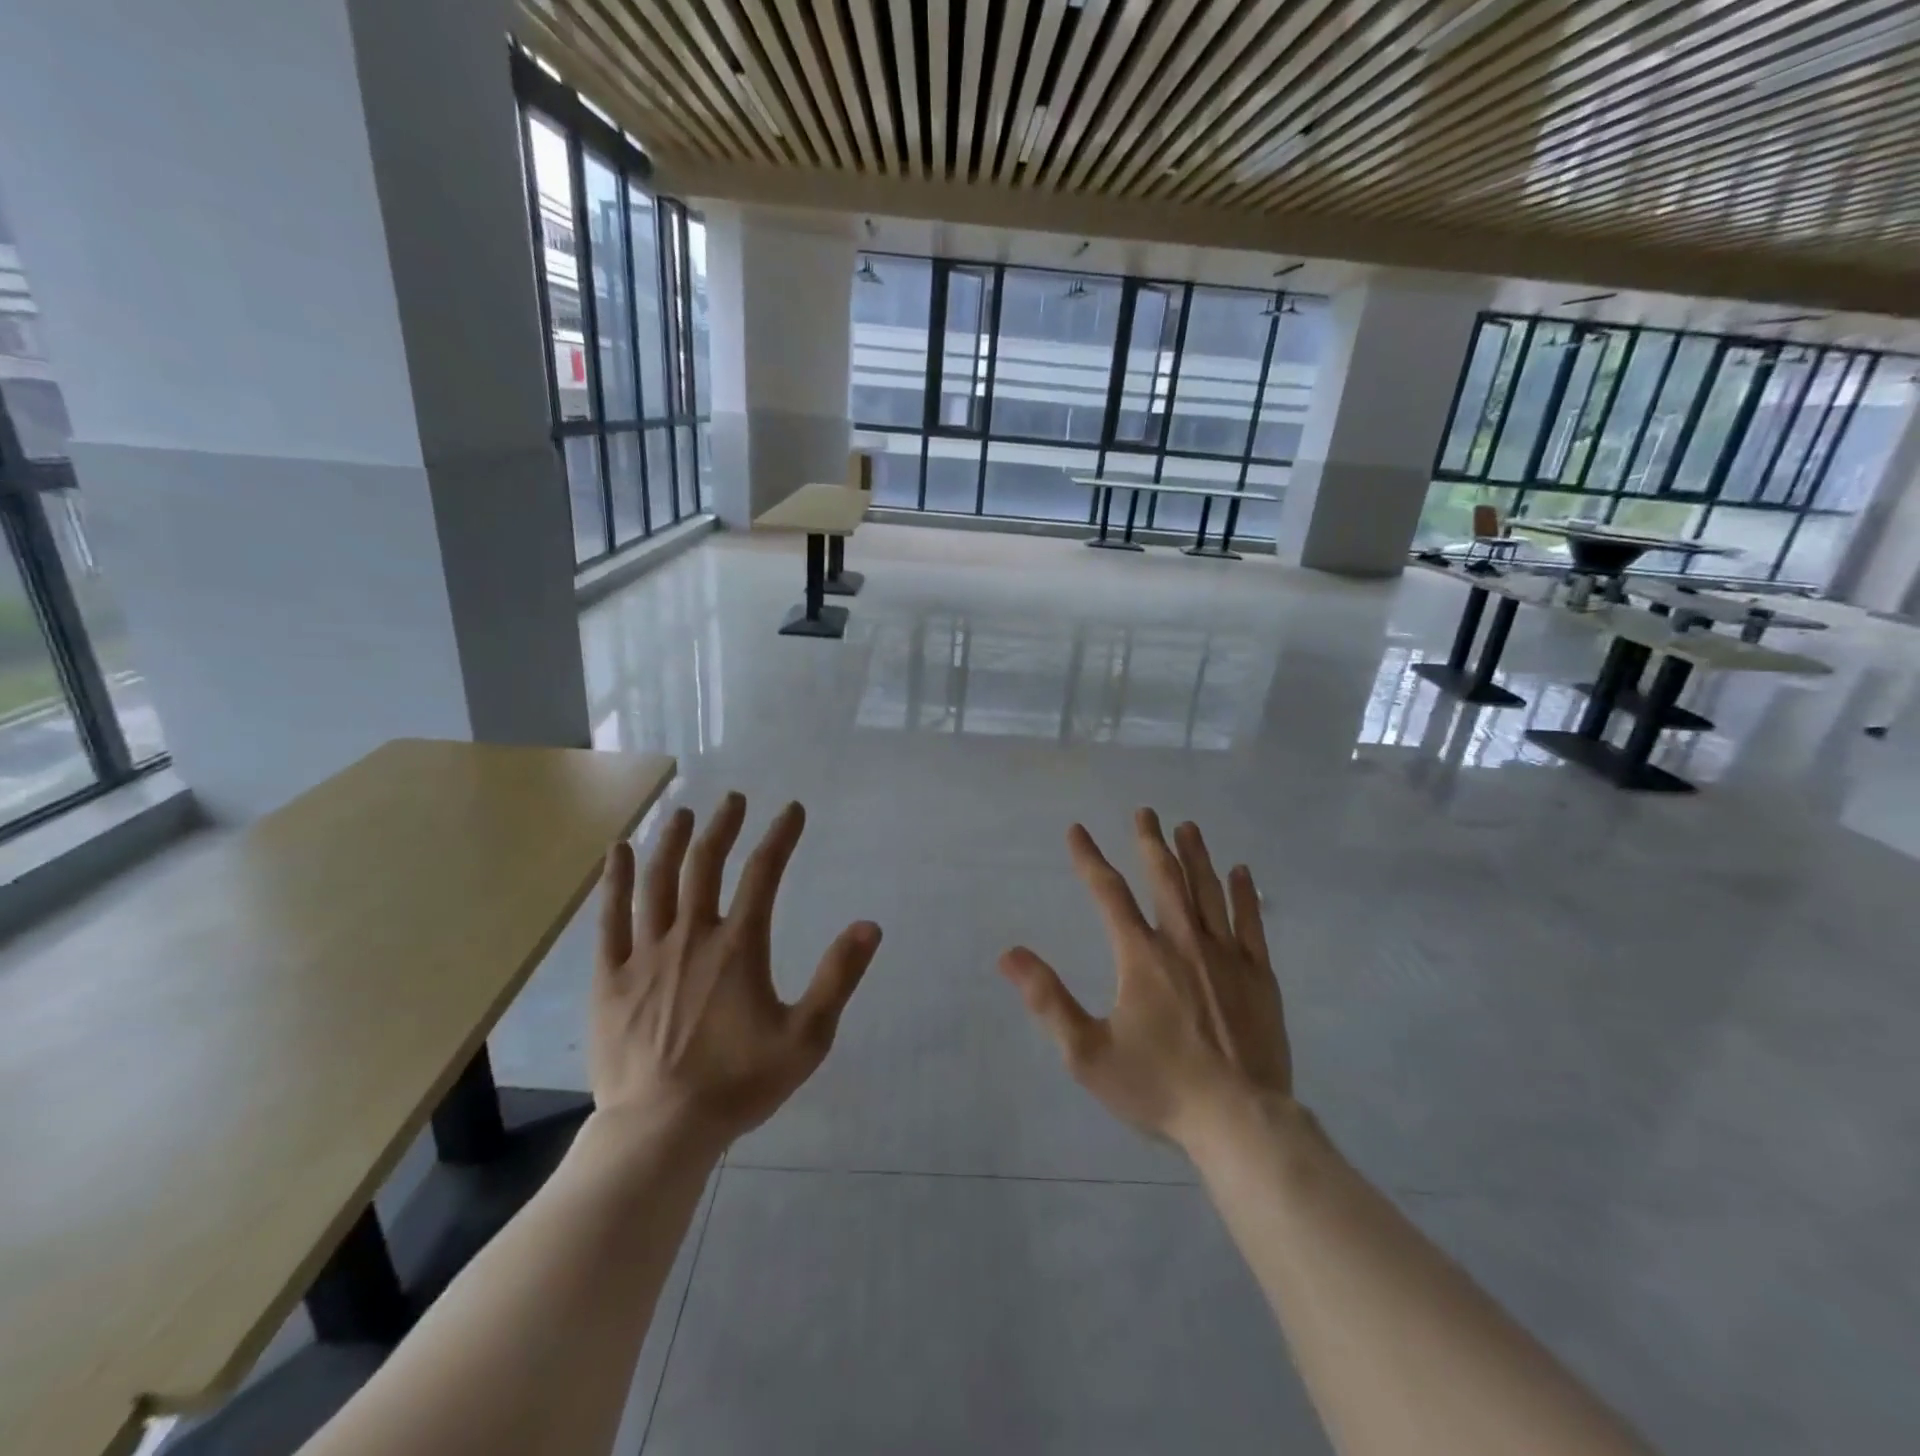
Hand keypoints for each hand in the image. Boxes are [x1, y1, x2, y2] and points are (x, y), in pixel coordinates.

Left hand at [590, 792, 880, 1150]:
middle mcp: (692, 936)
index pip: (764, 873)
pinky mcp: (611, 977)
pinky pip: (610, 917)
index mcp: (739, 946)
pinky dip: (616, 880)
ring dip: (671, 841)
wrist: (661, 1131)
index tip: (791, 809)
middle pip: (706, 864)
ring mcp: (646, 954)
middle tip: (733, 799)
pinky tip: (619, 852)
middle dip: (723, 826)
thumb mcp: (806, 1037)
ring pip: (658, 881)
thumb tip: (869, 925)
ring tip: (681, 813)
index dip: (780, 836)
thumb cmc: (738, 1084)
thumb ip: (838, 978)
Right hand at [998, 809, 1290, 1149]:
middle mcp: (1184, 943)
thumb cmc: (1158, 1087)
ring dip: (1196, 856)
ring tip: (1187, 827)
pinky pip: (1251, 922)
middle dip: (1151, 843)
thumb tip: (1008, 954)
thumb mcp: (1087, 1053)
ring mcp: (1227, 957)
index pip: (1108, 894)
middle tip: (1144, 812)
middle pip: (1165, 880)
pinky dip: (1244, 894)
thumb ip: (1047, 999)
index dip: (1089, 860)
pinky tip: (1241, 872)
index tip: (1077, 830)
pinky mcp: (1260, 977)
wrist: (1239, 1121)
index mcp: (1141, 957)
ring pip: (1208, 891)